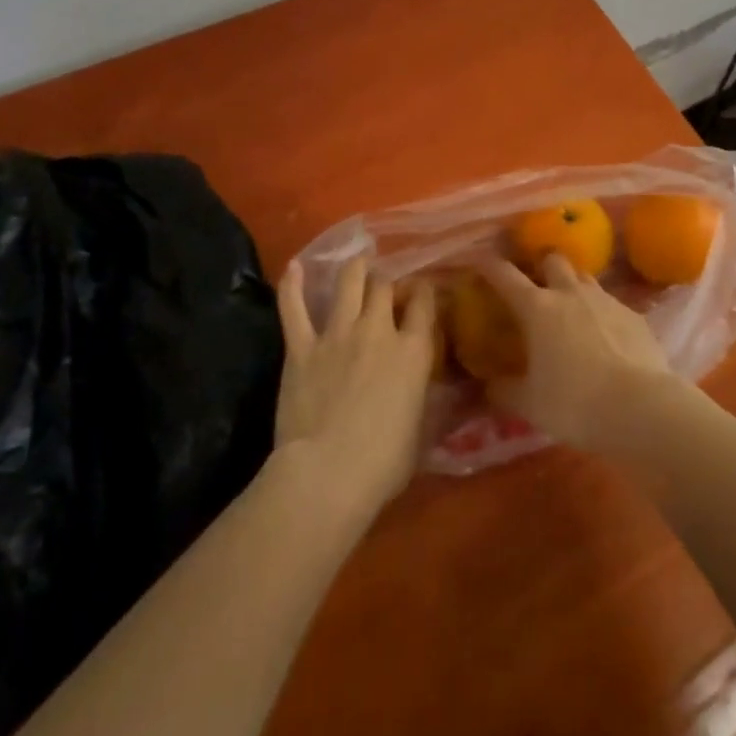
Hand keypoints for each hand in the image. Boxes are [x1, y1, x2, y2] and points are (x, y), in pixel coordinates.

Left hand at [275, 257, 435, 521]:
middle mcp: (378, 330)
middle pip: (385, 287)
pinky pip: (294, 309)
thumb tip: (443, 396)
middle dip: (388, 281)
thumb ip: (431, 403)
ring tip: (358, 262)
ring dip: (355, 269)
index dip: (424, 292)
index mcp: (413, 351)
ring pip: (348, 283)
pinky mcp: (301, 347)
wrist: (327, 473)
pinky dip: (292, 285)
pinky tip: (294, 266)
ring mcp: (337, 334)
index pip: (425, 304)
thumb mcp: (422, 431)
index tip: (423, 291)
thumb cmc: (384, 463)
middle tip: (387, 284)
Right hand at [478, 255, 674, 450]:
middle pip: (554, 260)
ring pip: (585, 277)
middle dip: (542, 265)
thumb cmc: (574, 403)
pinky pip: (612, 304)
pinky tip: (604, 336)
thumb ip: (504, 390)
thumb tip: (489, 386)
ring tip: (571, 307)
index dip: (490, 266)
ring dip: (574, 285)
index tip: (480, 260)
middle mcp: (571, 294)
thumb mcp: (529, 404)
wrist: (642, 407)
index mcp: (538, 308)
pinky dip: (602, 313)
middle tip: (536, 282)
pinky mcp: (635, 315)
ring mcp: (606, 301)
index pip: (506, 276)